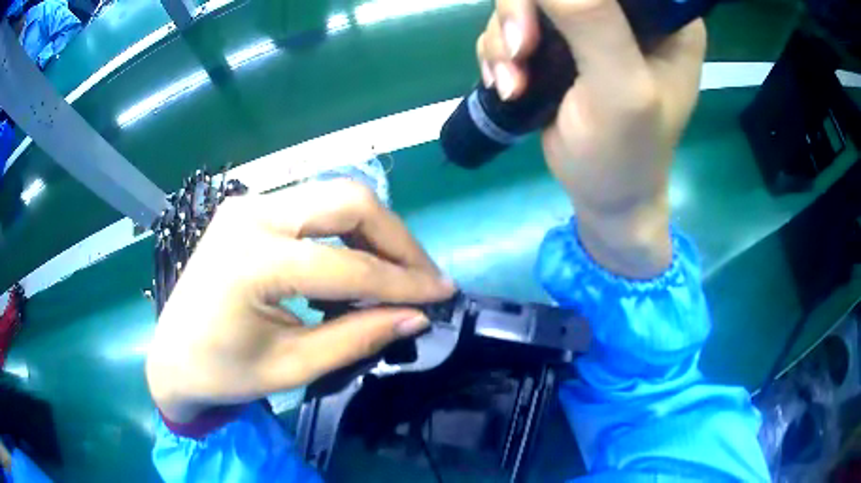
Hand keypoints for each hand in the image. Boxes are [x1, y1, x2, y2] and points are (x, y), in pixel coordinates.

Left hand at [146, 180, 454, 422]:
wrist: (173, 357)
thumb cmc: (224, 373)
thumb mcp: (293, 366)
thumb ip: (357, 337)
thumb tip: (416, 317)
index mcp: (252, 260)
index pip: (348, 265)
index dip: (404, 282)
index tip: (443, 295)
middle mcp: (251, 214)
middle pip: (348, 201)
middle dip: (397, 240)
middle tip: (424, 278)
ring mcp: (247, 204)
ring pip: (335, 196)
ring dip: (376, 231)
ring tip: (398, 272)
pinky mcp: (249, 208)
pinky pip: (314, 206)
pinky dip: (348, 230)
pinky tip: (359, 260)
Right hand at [477, 0, 705, 277]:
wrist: (603, 197)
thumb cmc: (627, 154)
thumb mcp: (621, 89)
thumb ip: (592, 21)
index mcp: (665, 17)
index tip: (547, 19)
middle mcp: (628, 13)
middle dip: (524, 12)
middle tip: (519, 51)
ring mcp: (590, 26)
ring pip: (527, 2)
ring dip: (505, 39)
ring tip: (512, 83)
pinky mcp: (560, 44)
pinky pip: (513, 25)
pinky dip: (500, 53)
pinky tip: (507, 85)